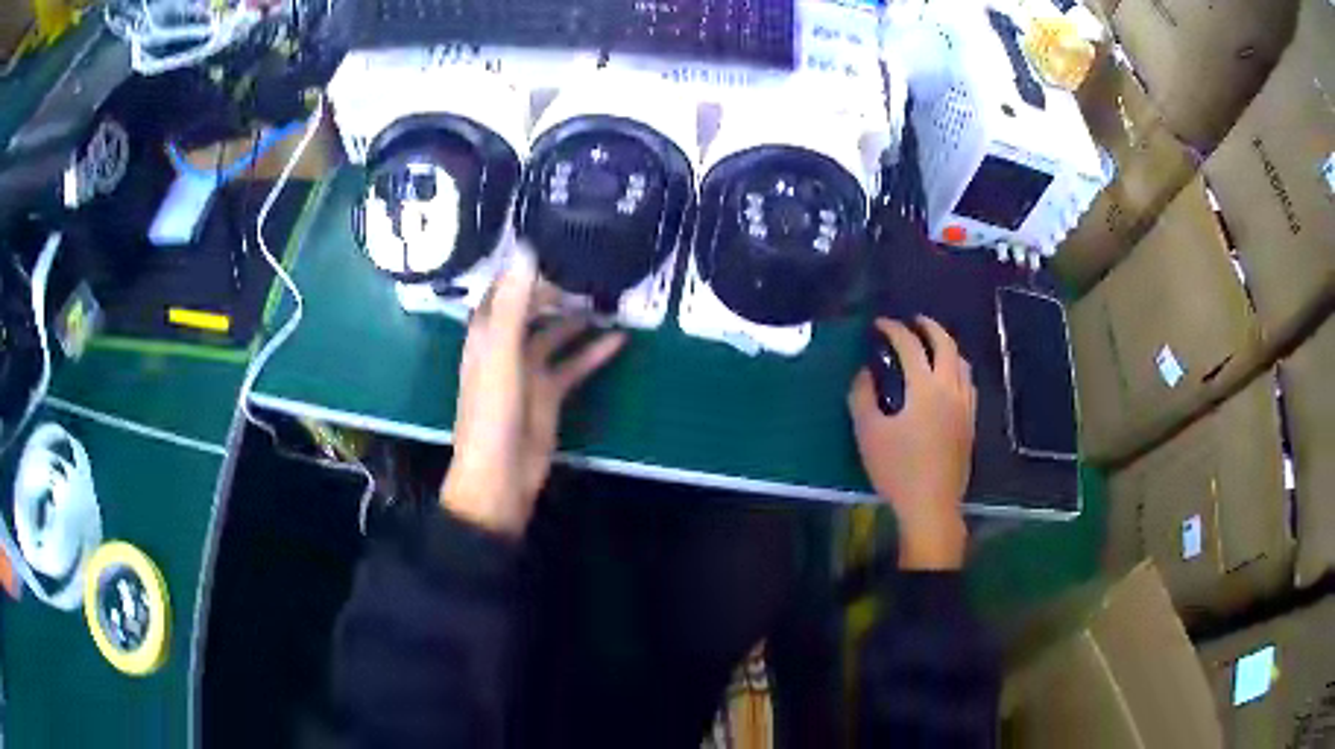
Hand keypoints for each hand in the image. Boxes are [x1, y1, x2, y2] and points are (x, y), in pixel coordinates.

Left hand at [441, 250, 625, 536]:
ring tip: (610, 299)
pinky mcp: (550, 395)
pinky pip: (574, 365)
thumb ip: (515, 304)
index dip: (523, 270)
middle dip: (556, 291)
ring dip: (578, 320)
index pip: (502, 290)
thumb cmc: (492, 413)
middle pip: (531, 309)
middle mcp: (505, 347)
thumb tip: (527, 251)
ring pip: (555, 336)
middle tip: (591, 272)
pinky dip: (594, 352)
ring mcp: (528, 372)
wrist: (500, 476)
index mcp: (486, 334)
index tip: (553, 247)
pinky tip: (620, 339)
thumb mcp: (502, 355)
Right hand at [848, 316, 976, 570]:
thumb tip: (864, 372)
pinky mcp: (970, 424)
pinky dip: (957, 370)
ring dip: (947, 347)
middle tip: (914, 322)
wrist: (931, 505)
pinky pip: (969, 384)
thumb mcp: (869, 433)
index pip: (910, 346)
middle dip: (930, 328)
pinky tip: (949, 382)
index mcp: (925, 388)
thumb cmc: (897, 470)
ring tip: (932, 347)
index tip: (879, 324)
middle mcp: (951, 389)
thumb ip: (862, 396)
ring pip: (962, 364)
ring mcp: (965, 407)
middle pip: (946, 345)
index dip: (894, 330)